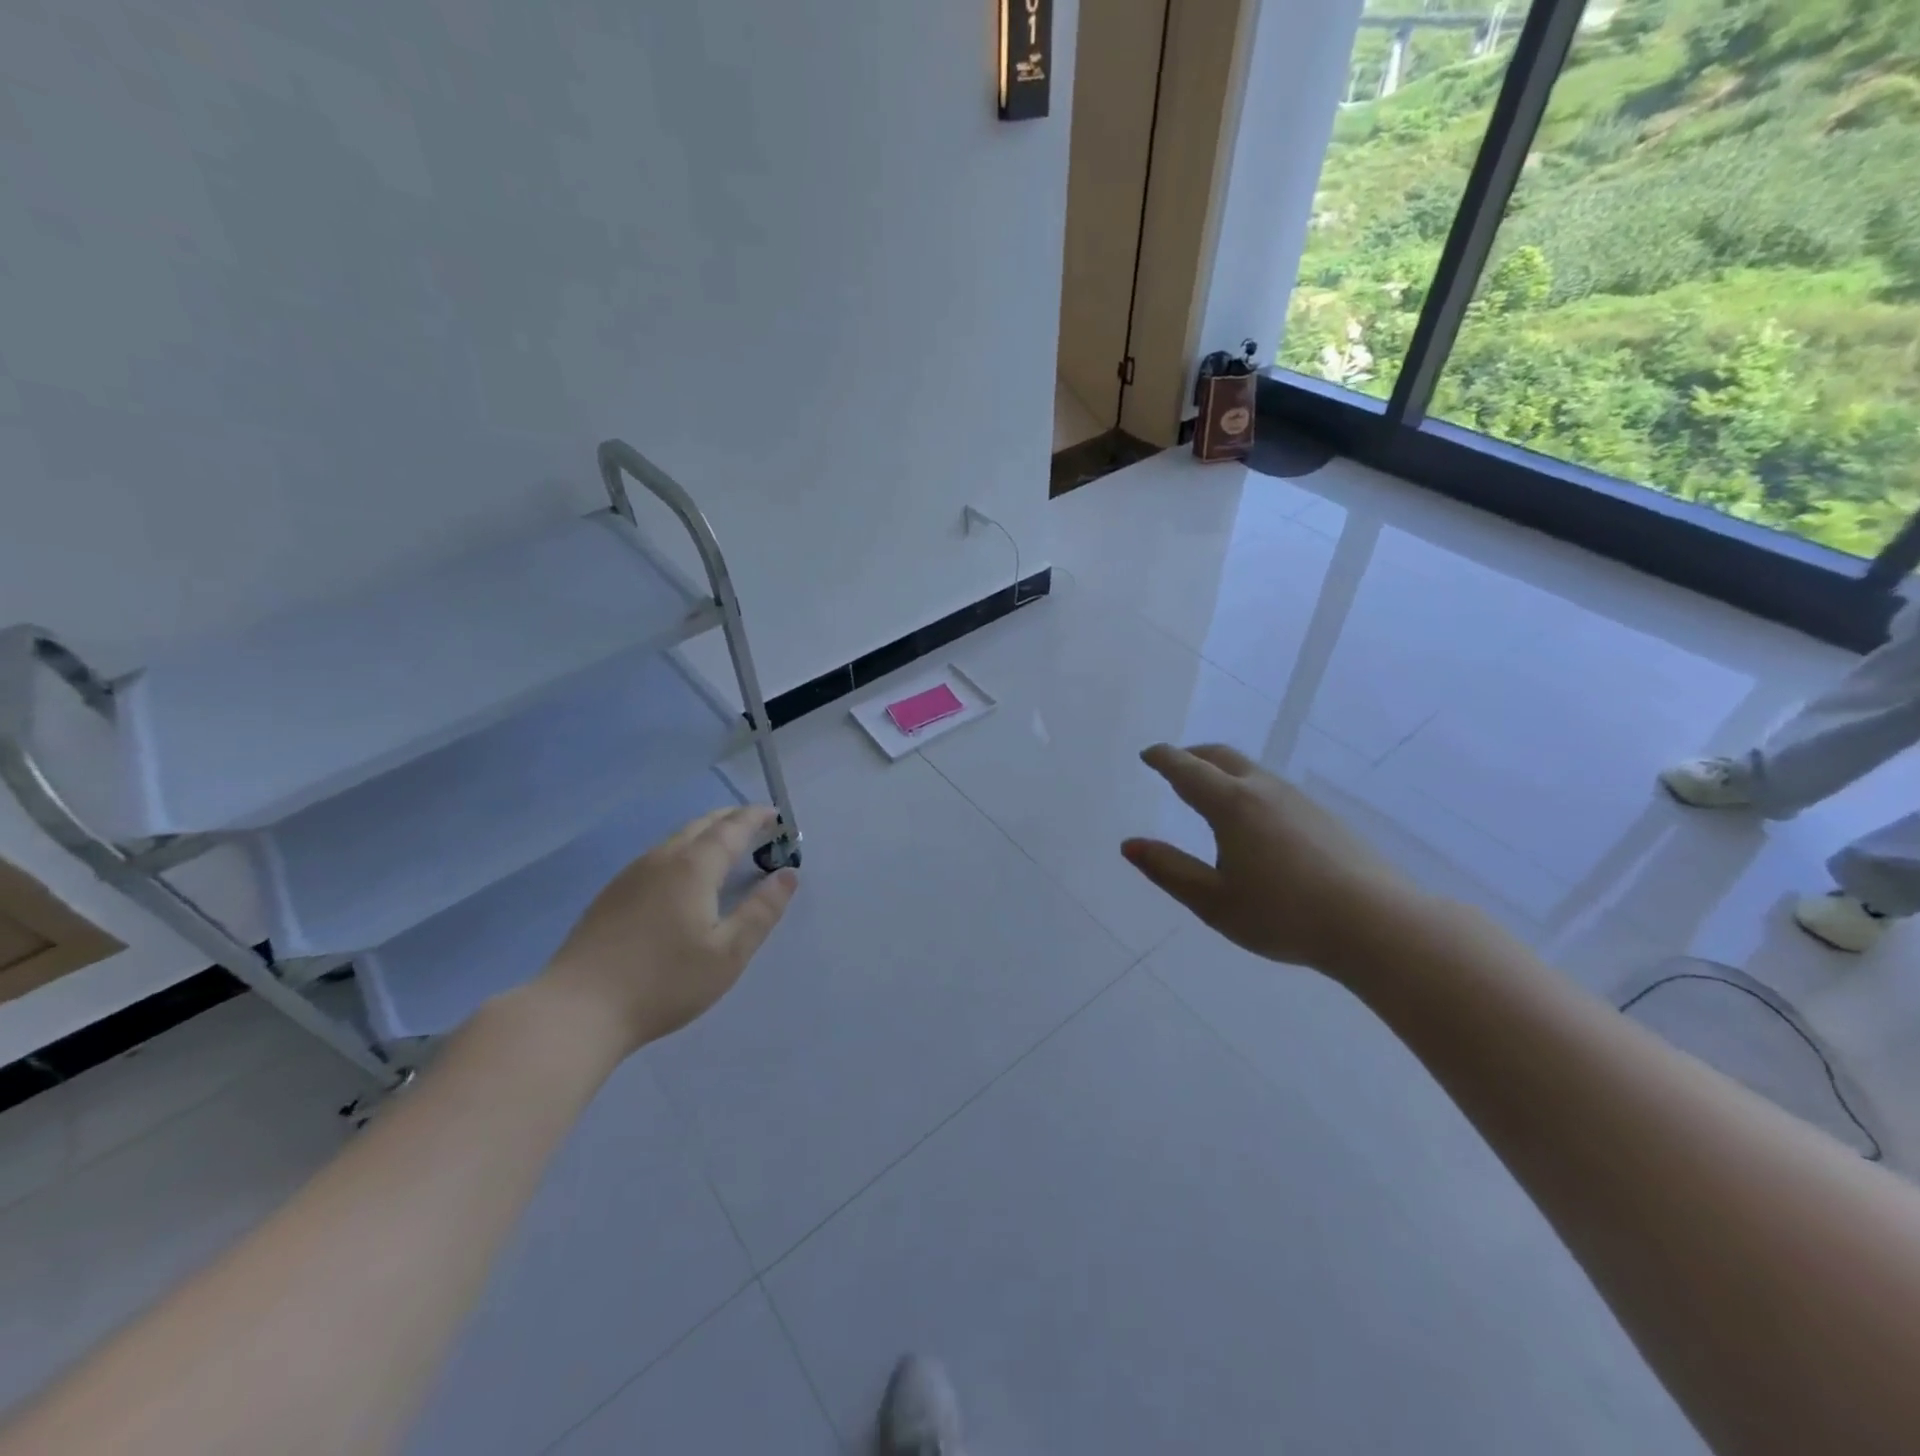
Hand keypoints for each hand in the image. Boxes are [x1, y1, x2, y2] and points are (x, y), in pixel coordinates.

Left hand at [537, 806, 797, 1052]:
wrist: (578, 1009)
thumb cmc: (664, 982)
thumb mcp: (728, 953)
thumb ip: (761, 911)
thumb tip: (788, 875)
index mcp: (693, 867)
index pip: (732, 828)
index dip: (756, 818)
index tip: (777, 815)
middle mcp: (662, 859)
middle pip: (702, 825)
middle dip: (732, 819)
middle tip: (757, 825)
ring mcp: (631, 874)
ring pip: (676, 838)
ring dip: (706, 833)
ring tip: (725, 845)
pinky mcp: (612, 894)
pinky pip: (658, 855)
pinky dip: (684, 850)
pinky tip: (683, 875)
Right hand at [1122, 743, 1428, 980]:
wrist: (1377, 924)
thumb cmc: (1284, 915)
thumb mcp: (1214, 901)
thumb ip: (1169, 870)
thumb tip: (1129, 845)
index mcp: (1232, 805)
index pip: (1187, 770)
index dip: (1164, 759)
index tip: (1148, 755)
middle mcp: (1264, 791)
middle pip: (1221, 757)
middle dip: (1192, 756)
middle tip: (1174, 765)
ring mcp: (1298, 800)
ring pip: (1251, 771)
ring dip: (1221, 771)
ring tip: (1208, 790)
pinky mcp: (1323, 816)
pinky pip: (1272, 788)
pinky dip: (1246, 787)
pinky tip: (1252, 818)